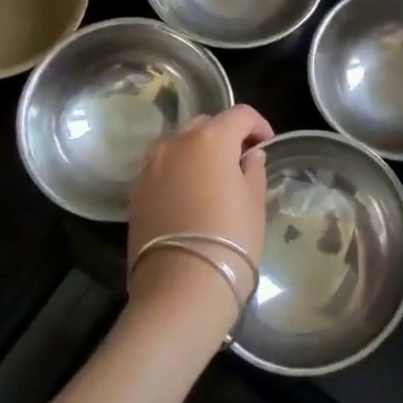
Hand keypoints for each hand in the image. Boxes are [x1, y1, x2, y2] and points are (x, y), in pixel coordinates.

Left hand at [126, 105, 272, 337]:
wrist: (181, 288)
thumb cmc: (230, 239)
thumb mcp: (254, 202)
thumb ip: (253, 169)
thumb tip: (249, 156)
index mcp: (210, 138)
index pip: (240, 115)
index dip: (258, 125)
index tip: (267, 145)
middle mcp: (175, 142)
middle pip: (205, 124)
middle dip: (225, 135)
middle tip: (241, 160)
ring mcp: (150, 166)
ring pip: (178, 144)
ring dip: (197, 151)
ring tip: (212, 177)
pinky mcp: (135, 192)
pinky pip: (161, 168)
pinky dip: (177, 171)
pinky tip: (189, 196)